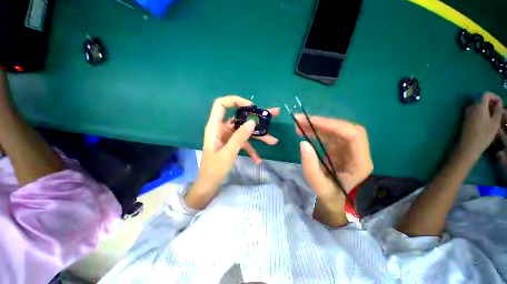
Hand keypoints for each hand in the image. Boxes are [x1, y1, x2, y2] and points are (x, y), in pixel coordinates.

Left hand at [185, 96, 278, 208]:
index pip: (221, 104)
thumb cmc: (214, 169)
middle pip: (239, 117)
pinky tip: (258, 159)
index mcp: (215, 127)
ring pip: (245, 131)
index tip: (251, 107)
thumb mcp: (228, 153)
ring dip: (258, 136)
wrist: (209, 184)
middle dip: (256, 117)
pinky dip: (251, 149)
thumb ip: (239, 137)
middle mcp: (222, 129)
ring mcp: (228, 136)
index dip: (235, 101)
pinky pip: (244, 142)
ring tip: (273, 141)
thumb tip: (252, 122)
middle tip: (273, 114)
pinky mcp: (232, 144)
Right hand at [295, 116, 372, 201]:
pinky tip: (304, 131)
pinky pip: (328, 134)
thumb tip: (303, 142)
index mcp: (360, 163)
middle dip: (321, 122)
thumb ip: (310, 165)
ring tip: (298, 125)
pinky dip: (315, 131)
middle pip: (343, 129)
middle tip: (300, 120)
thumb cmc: (329, 194)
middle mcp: (357, 152)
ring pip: (335, 130)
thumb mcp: (318, 184)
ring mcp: (348, 149)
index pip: (354, 135)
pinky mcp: (339, 148)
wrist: (335, 199)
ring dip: (316, 125)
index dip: (333, 125)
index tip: (311, 121)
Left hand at [459, 92, 502, 159]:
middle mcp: (471, 107)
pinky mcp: (466, 119)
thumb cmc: (484, 135)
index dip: (494, 96)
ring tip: (495, 116)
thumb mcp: (495, 122)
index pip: (486, 94)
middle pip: (482, 100)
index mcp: (478, 106)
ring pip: (479, 106)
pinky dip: (482, 112)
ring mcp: (467, 113)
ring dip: (487, 108)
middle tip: (499, 111)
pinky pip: (475, 111)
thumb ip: (497, 110)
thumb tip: (498, 102)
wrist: (469, 146)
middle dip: (491, 103)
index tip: (501, 103)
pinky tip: (487, 120)